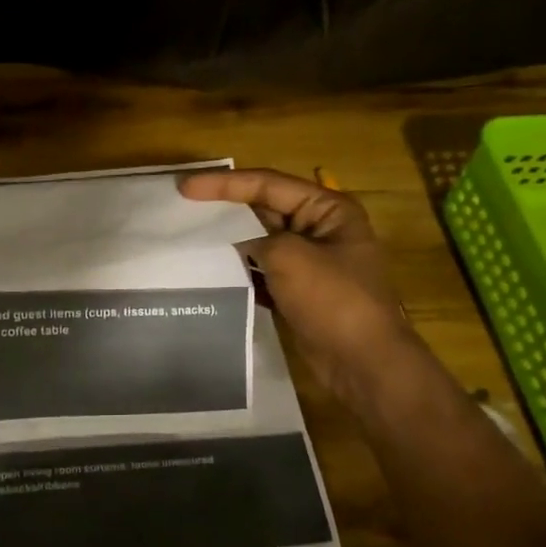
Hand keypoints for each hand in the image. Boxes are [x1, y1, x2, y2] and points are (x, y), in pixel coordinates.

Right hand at [179, 168, 410, 400]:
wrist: (363, 362)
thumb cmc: (333, 300)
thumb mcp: (289, 257)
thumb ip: (256, 239)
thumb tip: (239, 241)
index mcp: (327, 209)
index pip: (268, 184)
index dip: (224, 184)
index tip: (185, 187)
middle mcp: (320, 229)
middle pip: (264, 208)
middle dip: (226, 208)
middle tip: (183, 206)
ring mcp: (311, 262)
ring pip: (261, 241)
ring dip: (230, 239)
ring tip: (190, 235)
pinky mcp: (299, 291)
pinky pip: (263, 270)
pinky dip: (240, 269)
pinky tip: (212, 270)